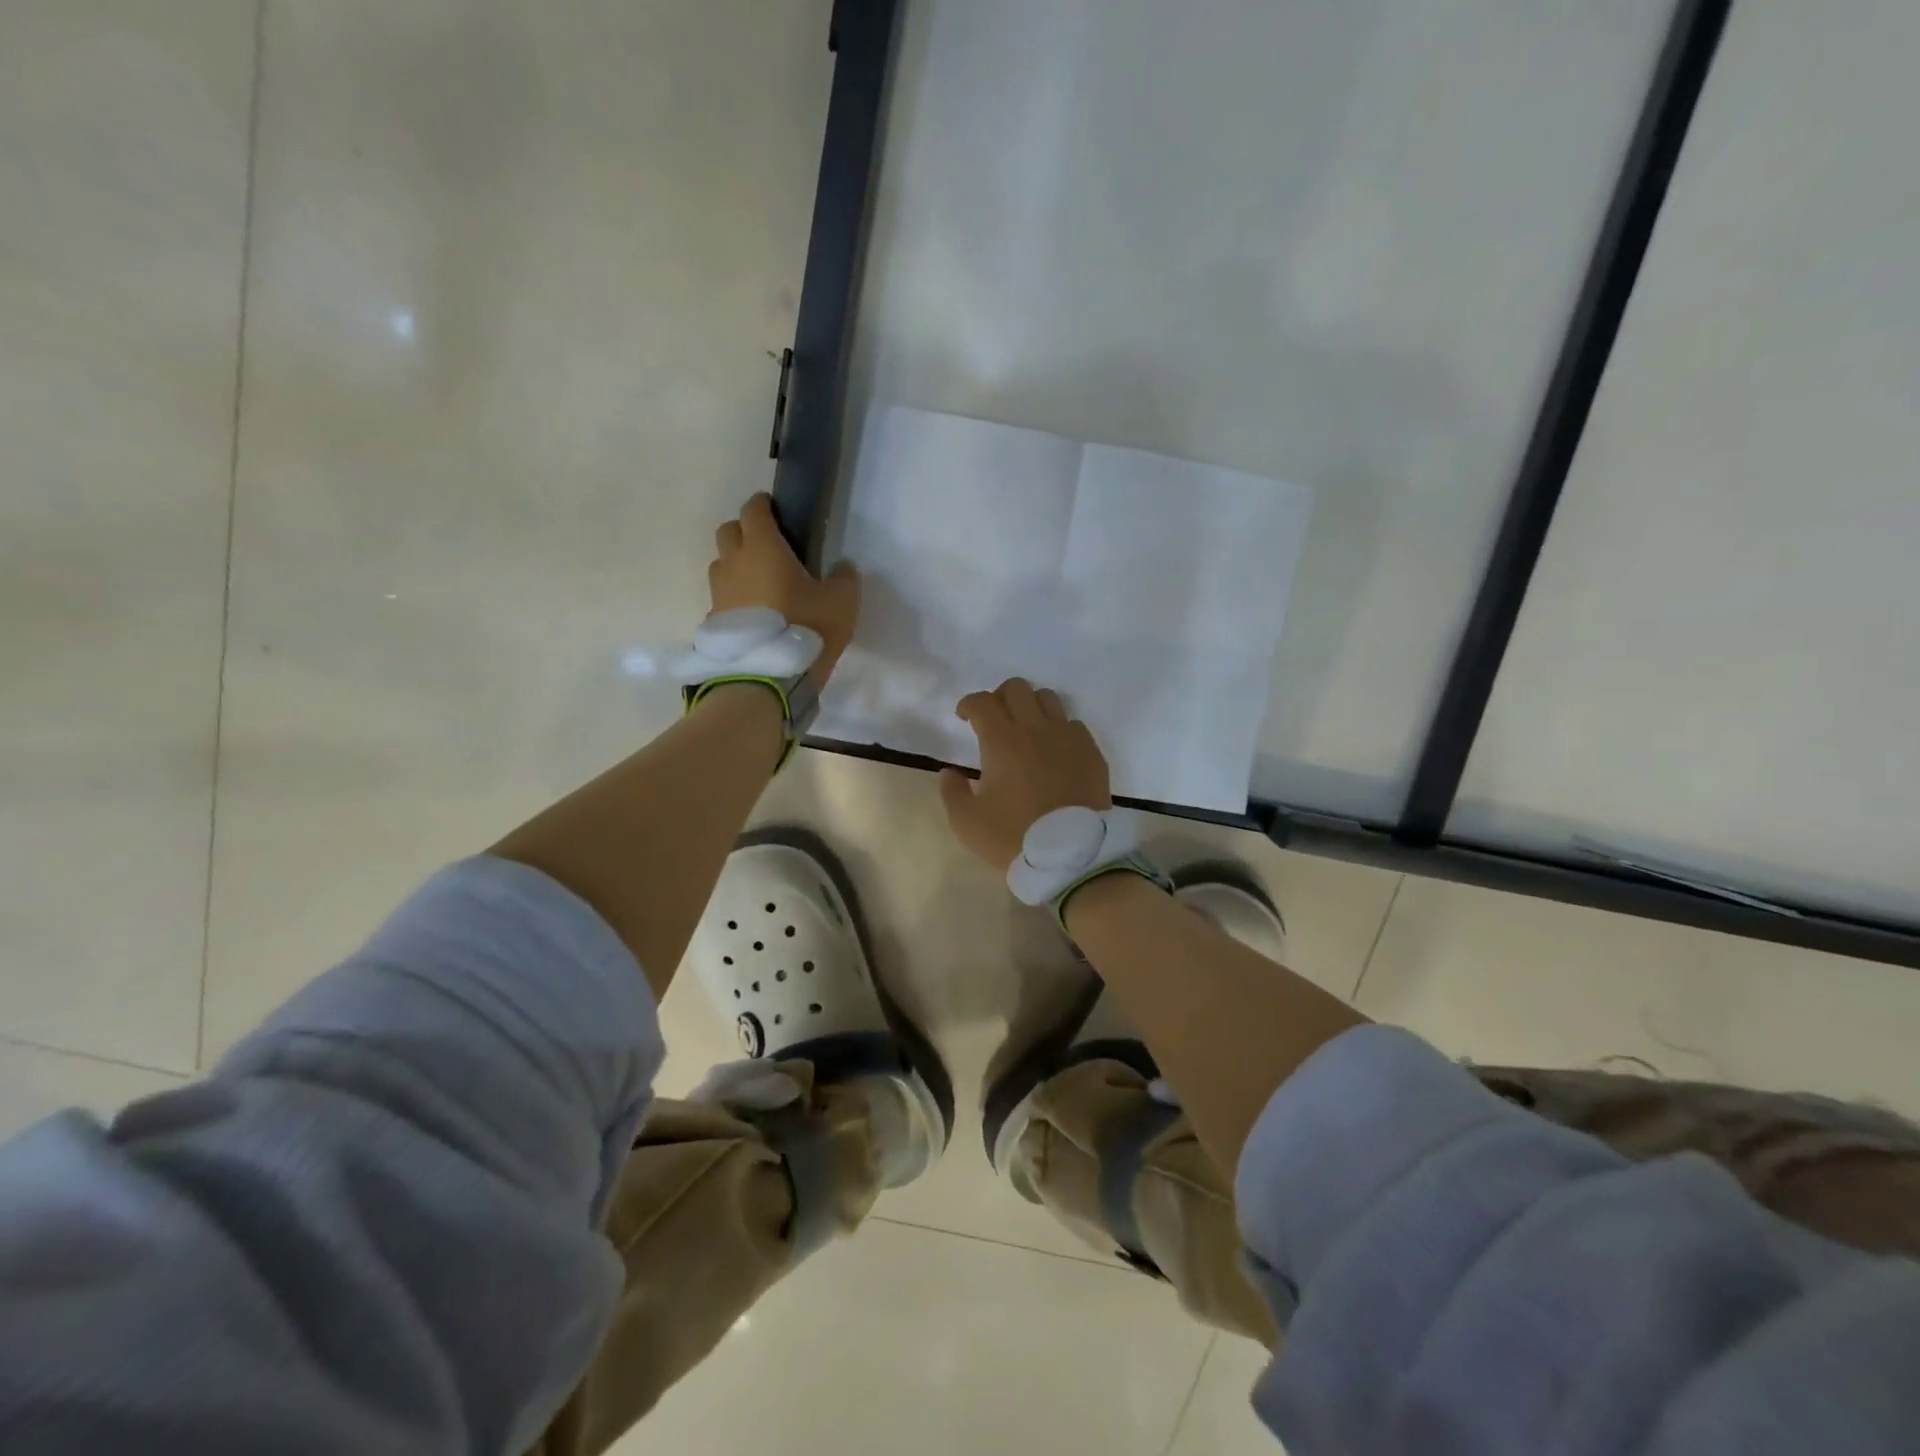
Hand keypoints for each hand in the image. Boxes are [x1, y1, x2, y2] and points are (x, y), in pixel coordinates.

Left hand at [709, 493, 859, 682]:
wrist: (766, 678)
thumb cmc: (806, 628)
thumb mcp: (841, 603)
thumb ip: (844, 578)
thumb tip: (842, 566)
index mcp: (763, 548)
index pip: (753, 510)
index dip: (763, 505)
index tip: (775, 509)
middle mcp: (734, 563)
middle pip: (729, 531)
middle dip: (745, 531)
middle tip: (768, 546)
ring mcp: (718, 593)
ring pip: (722, 565)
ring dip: (737, 565)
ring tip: (761, 584)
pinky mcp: (714, 621)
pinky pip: (722, 598)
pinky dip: (736, 598)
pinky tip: (754, 616)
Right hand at [939, 677, 1110, 871]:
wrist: (1072, 857)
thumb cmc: (1014, 837)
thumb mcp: (967, 823)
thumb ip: (952, 792)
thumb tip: (950, 772)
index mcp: (1002, 741)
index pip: (982, 702)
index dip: (969, 704)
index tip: (964, 717)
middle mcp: (1036, 729)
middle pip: (1017, 688)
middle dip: (1000, 697)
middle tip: (994, 720)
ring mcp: (1068, 738)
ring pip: (1048, 698)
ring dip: (1031, 707)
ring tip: (1026, 731)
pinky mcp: (1092, 753)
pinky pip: (1074, 725)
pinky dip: (1059, 730)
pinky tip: (1054, 751)